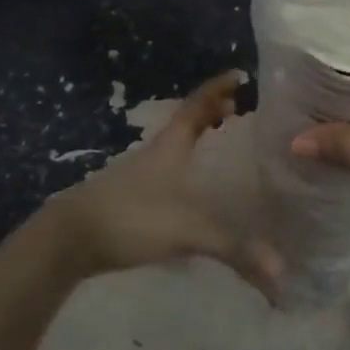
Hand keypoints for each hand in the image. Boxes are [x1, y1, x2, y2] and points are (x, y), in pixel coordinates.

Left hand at [41, 72, 281, 297]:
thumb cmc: (132, 216)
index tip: (239, 75)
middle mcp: (156, 152)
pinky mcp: (130, 197)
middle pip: (187, 123)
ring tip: (221, 145)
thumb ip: (234, 249)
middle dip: (212, 113)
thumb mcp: (188, 230)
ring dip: (197, 140)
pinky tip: (194, 191)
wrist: (69, 238)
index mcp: (171, 145)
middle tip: (238, 110)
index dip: (217, 88)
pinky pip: (166, 172)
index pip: (197, 105)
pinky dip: (185, 168)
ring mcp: (139, 174)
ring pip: (175, 147)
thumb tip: (281, 274)